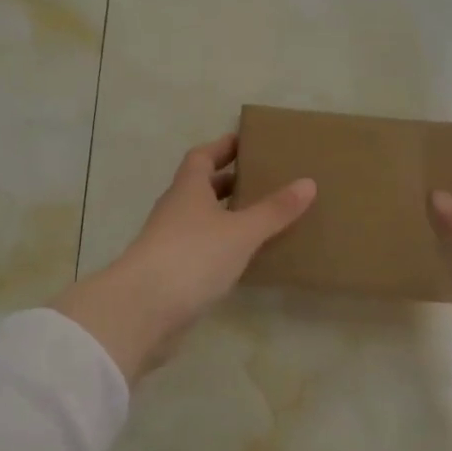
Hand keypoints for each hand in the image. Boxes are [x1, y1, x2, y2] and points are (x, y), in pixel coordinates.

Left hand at [53, 134, 315, 383]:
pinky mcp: (173, 272)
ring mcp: (171, 242)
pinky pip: (203, 249)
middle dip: (230, 181)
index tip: (247, 141)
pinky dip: (223, 246)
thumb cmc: (192, 256)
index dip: (223, 147)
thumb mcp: (241, 231)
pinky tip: (246, 257)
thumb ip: (274, 210)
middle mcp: (176, 210)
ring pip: (202, 219)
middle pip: (202, 187)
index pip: (202, 157)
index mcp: (188, 189)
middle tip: (265, 179)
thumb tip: (308, 182)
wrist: (143, 309)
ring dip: (227, 215)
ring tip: (263, 217)